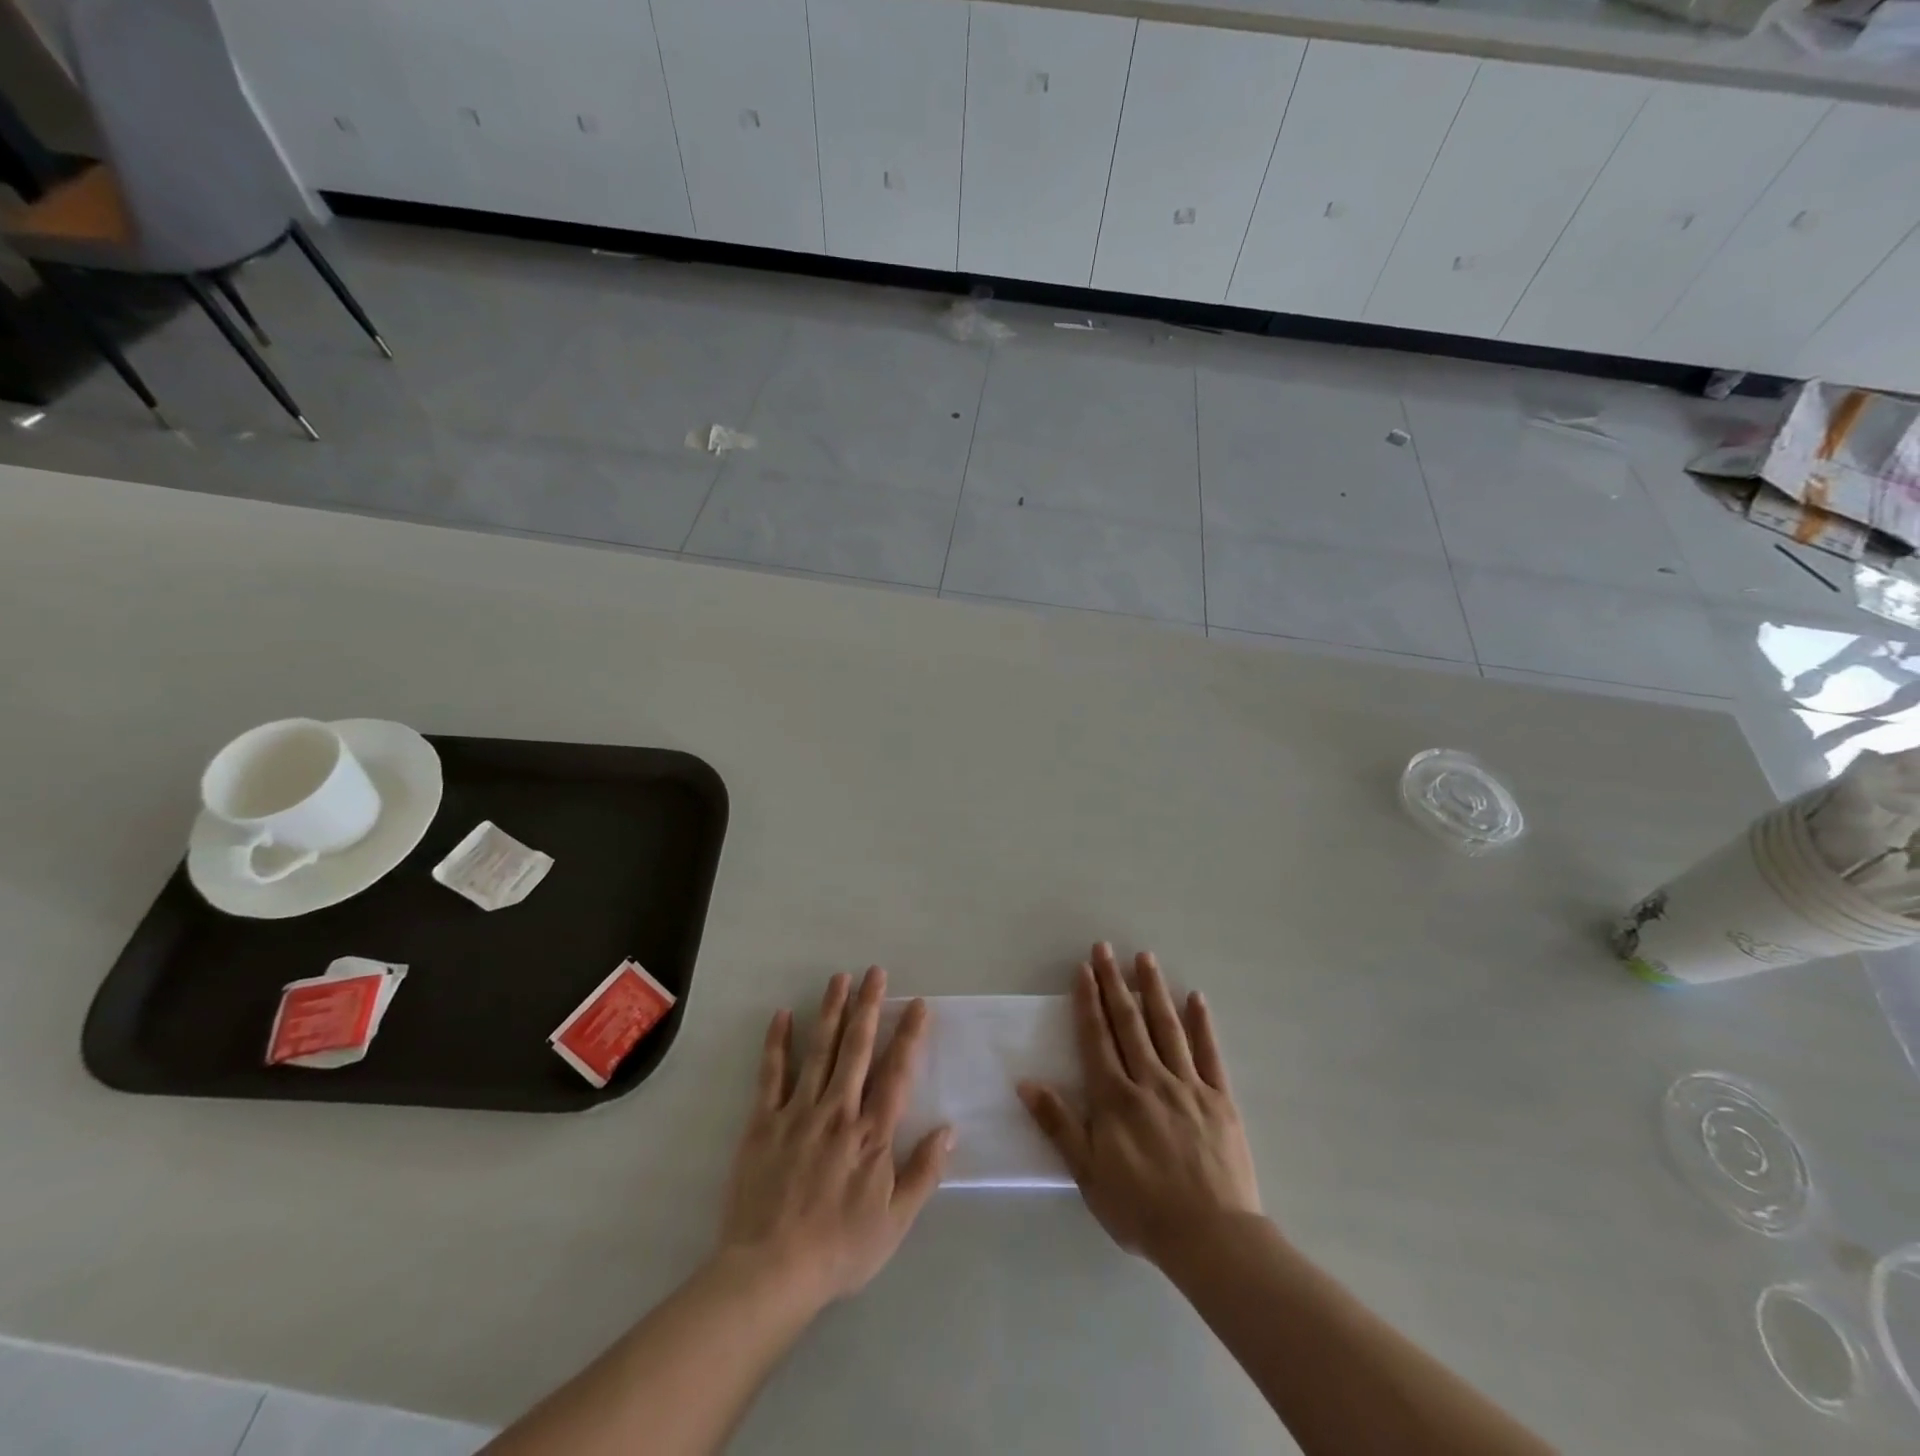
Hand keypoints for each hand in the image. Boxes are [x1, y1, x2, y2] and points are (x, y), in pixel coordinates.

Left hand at [717, 967, 951, 1310]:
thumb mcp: (895, 1222)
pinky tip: (782, 1015)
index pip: (897, 1073)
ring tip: (839, 978)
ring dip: (831, 1011)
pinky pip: (772, 1074)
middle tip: (876, 972)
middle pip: (858, 1048)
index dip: (910, 1036)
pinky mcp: (764, 1122)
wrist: (771, 1272)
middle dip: (869, 1006)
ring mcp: (799, 1112)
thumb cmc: (840, 1249)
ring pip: (820, 1050)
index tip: (918, 1004)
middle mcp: (839, 1111)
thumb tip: (949, 1129)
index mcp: (872, 1134)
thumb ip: (923, 1173)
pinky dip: (777, 1043)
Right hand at [1019, 942, 1259, 1263]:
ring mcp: (1188, 1086)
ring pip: (1167, 1028)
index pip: (1097, 1038)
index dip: (1088, 1002)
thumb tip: (1026, 1082)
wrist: (1211, 1239)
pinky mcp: (1220, 1099)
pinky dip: (1202, 1024)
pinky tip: (1196, 998)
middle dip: (1115, 983)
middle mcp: (1150, 1081)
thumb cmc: (1142, 1209)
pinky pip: (1209, 1054)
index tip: (1083, 969)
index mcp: (1116, 1098)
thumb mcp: (1088, 1173)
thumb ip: (1059, 1125)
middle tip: (1106, 948)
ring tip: (1145, 958)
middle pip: (1129, 1023)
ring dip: (1154, 990)